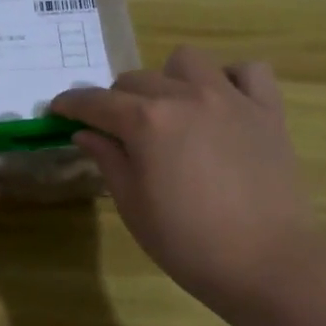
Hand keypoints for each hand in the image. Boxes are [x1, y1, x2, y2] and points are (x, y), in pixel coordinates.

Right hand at [52, 46, 319, 322]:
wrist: (267, 263)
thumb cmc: (188, 243)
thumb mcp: (133, 206)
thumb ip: (108, 160)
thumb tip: (85, 133)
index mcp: (146, 122)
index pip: (96, 102)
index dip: (71, 104)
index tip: (58, 111)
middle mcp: (185, 97)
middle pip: (136, 80)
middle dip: (117, 101)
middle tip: (117, 131)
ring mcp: (231, 99)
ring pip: (187, 62)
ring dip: (169, 81)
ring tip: (172, 112)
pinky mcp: (267, 111)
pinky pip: (248, 71)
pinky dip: (230, 80)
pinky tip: (222, 106)